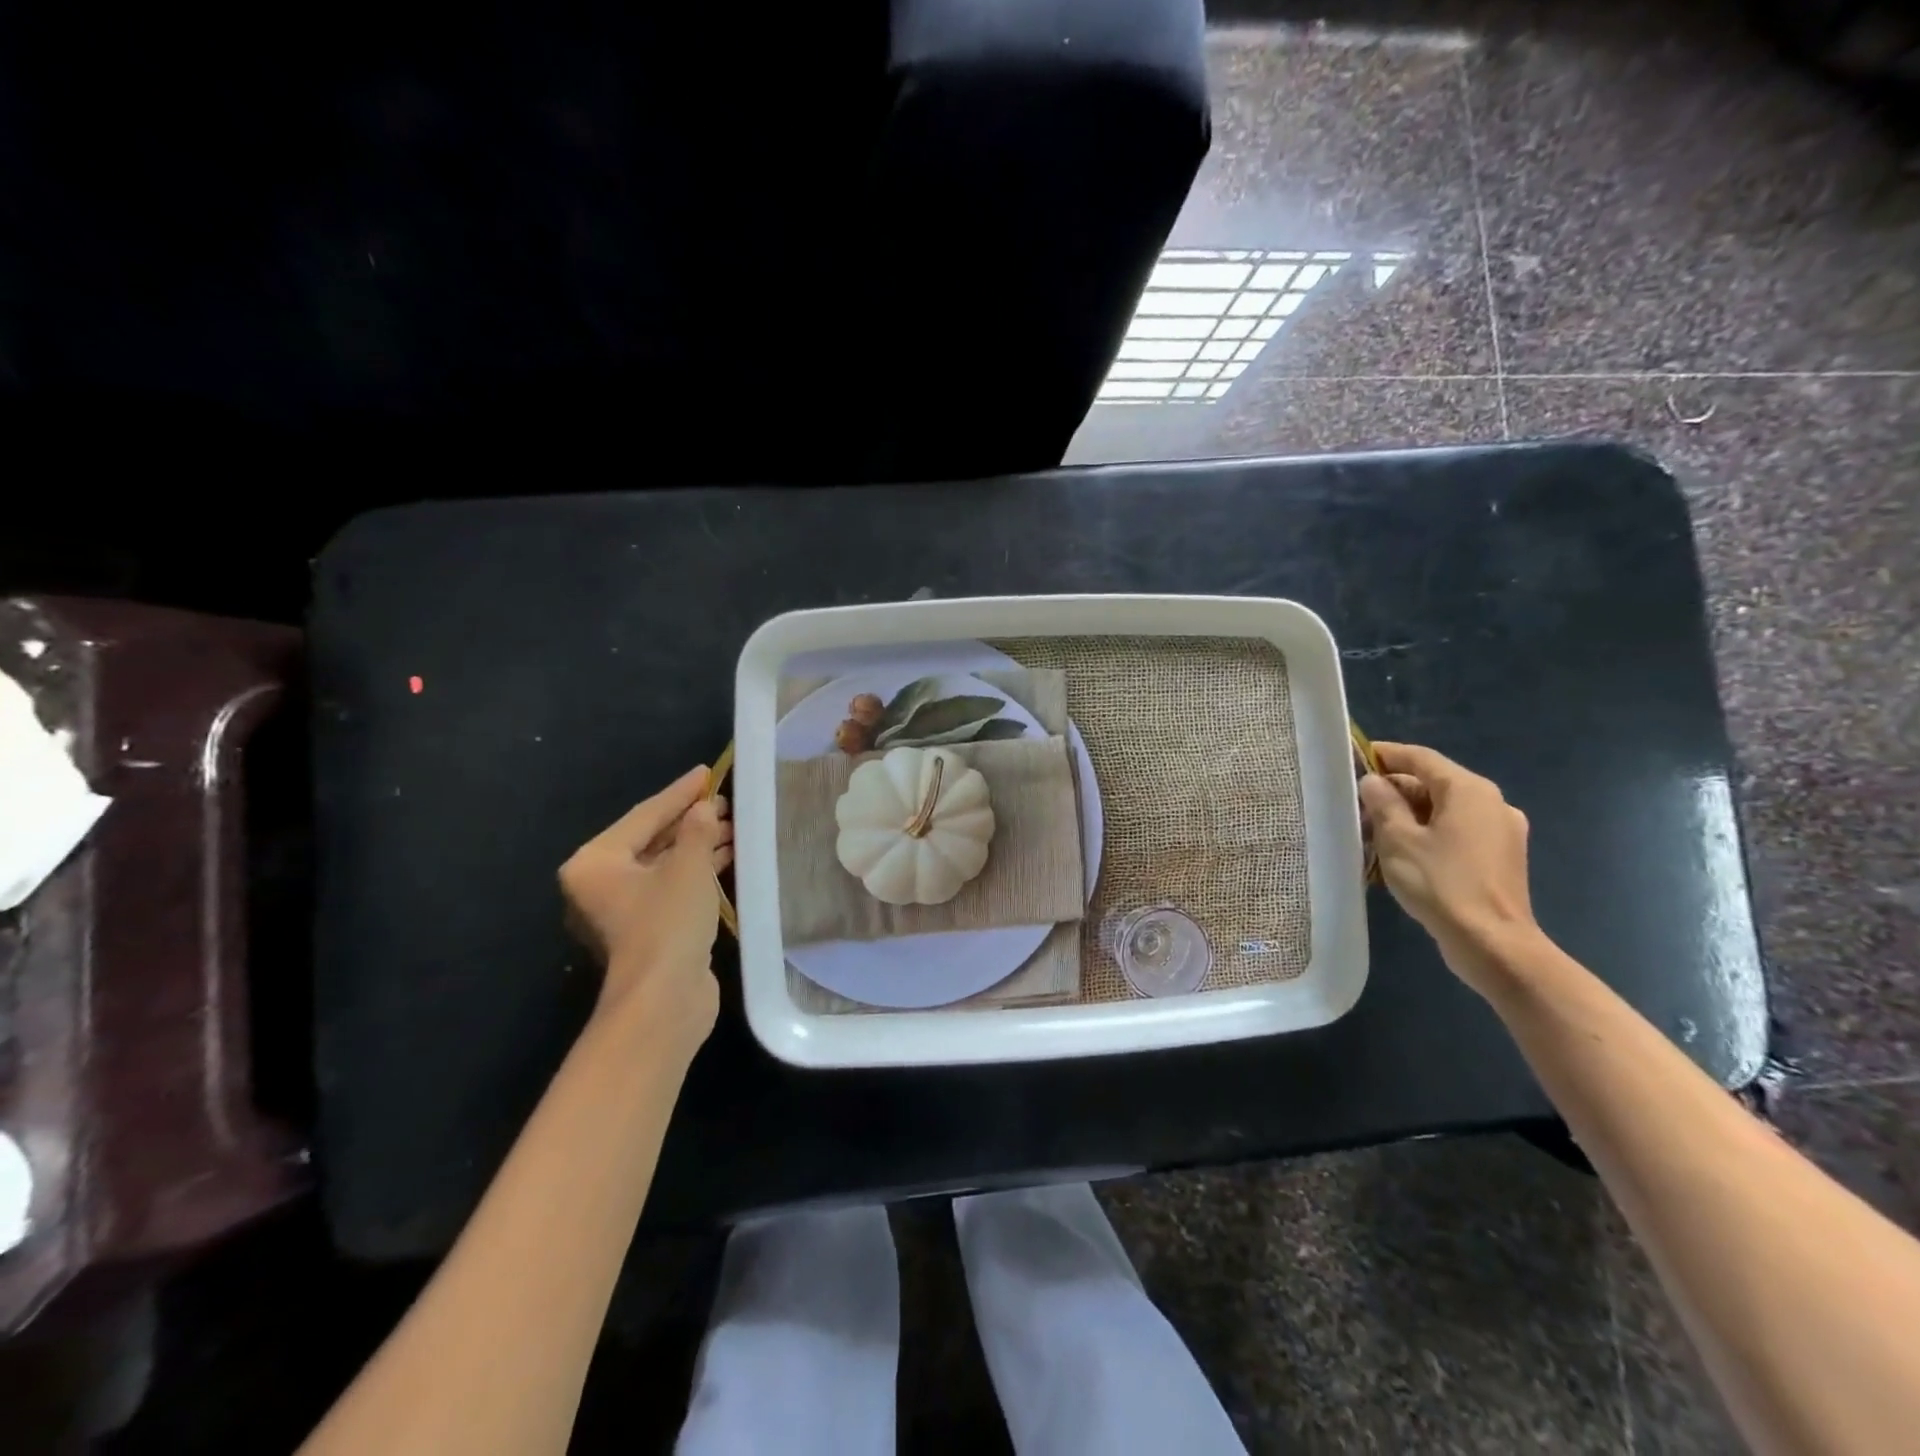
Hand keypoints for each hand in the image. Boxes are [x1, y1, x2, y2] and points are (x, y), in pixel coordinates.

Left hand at [559, 766, 733, 1037]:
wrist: (665, 999)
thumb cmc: (667, 922)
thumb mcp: (688, 866)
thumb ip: (697, 830)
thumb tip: (705, 809)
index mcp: (594, 863)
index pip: (644, 815)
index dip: (679, 792)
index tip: (707, 772)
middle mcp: (600, 884)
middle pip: (651, 839)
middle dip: (690, 820)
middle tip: (725, 801)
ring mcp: (622, 910)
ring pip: (664, 864)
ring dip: (698, 845)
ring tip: (733, 825)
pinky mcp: (646, 929)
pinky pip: (671, 886)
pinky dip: (697, 871)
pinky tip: (726, 856)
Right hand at [1358, 742, 1539, 992]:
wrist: (1492, 943)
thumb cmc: (1441, 883)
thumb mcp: (1398, 839)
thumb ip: (1383, 803)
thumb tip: (1374, 782)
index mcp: (1469, 790)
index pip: (1420, 758)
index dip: (1385, 755)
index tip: (1354, 758)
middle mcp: (1491, 803)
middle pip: (1433, 784)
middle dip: (1394, 791)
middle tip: (1356, 805)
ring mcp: (1501, 832)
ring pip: (1444, 811)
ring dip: (1408, 815)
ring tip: (1372, 833)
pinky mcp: (1500, 859)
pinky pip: (1457, 833)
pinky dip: (1428, 834)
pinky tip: (1403, 854)